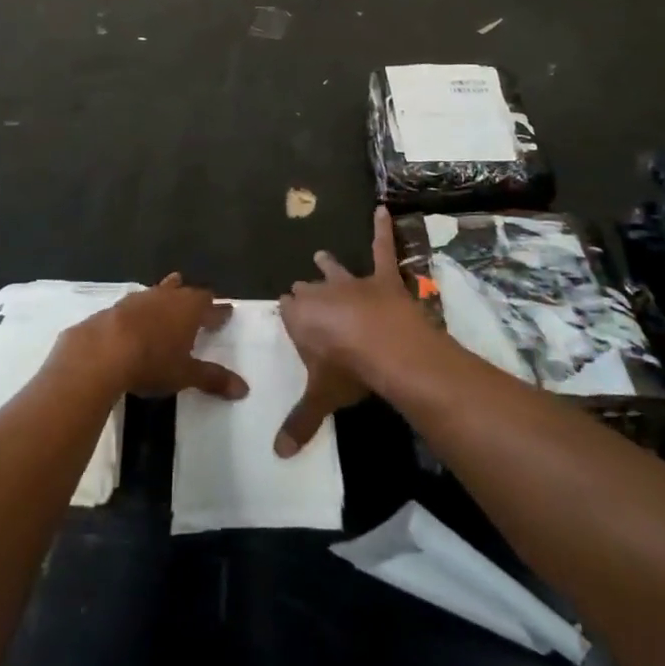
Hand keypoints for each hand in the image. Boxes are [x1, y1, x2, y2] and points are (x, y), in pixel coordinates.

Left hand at [65, 274, 248, 401]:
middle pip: (186, 292)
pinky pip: (136, 303)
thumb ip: (213, 379)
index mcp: (189, 309)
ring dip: (167, 295)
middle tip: (200, 302)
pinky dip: (142, 309)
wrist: (101, 352)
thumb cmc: (152, 362)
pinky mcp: (116, 306)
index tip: (227, 312)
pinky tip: (137, 316)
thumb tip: (244, 389)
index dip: (219, 311)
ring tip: (171, 293)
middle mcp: (167, 296)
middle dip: (194, 297)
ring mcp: (140, 298)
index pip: (210, 305)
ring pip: (160, 291)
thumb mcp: (185, 375)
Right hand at [276, 207, 431, 456]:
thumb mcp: (322, 399)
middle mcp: (321, 294)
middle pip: (308, 290)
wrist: (386, 349)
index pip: (287, 311)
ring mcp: (353, 282)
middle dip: (305, 292)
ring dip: (328, 265)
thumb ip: (300, 423)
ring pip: (336, 270)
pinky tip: (384, 209)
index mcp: (300, 317)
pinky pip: (383, 249)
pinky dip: (384, 230)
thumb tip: (277, 457)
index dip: (289, 315)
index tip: (288, 315)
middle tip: (302, 292)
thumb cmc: (347, 371)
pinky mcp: (383, 278)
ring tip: (321, 254)